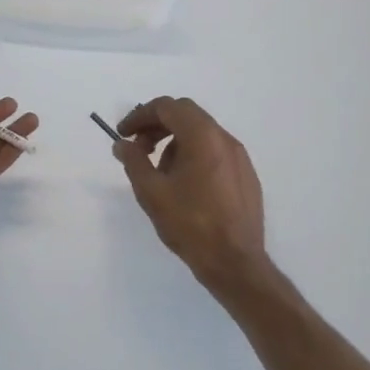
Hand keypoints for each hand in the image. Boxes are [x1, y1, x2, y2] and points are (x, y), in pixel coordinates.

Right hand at [112, 97, 270, 294]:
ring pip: (201, 134)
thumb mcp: (152, 192)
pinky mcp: (246, 175)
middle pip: (186, 115)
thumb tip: (123, 144)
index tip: (123, 134)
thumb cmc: (190, 224)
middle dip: (157, 126)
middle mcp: (225, 139)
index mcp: (202, 137)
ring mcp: (239, 157)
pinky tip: (185, 186)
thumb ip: (134, 162)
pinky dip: (194, 155)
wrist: (235, 262)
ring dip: (175, 142)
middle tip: (138, 149)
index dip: (140, 116)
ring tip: (160, 173)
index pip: (167, 107)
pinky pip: (215, 152)